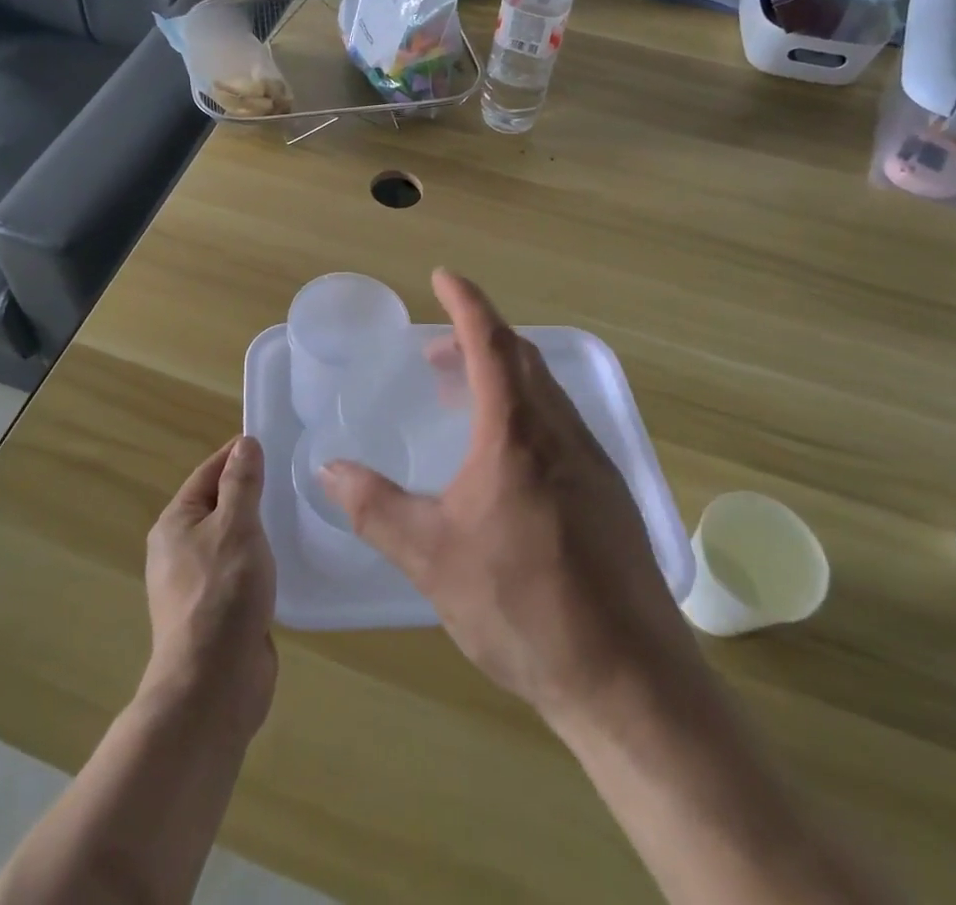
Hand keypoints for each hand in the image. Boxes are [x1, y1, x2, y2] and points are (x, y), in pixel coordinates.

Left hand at [144, 436, 277, 738]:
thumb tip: (244, 444)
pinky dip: (262, 560)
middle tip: (293, 476)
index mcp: (175, 524)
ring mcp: (197, 584)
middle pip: (219, 505)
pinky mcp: (218, 612)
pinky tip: (289, 559)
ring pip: (232, 540)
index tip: (272, 442)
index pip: (208, 473)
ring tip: (297, 513)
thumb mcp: (236, 526)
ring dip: (259, 527)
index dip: (237, 455)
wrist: (213, 685)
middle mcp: (179, 550)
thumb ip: (242, 483)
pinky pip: (241, 571)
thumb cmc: (222, 592)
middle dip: (251, 490)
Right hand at [320, 270, 702, 724]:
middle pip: (522, 358)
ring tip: (461, 398)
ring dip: (503, 376)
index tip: (444, 275)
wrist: (629, 680)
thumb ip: (374, 506)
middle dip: (478, 338)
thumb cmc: (522, 605)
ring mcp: (593, 462)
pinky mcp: (609, 495)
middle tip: (436, 350)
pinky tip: (505, 458)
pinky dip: (525, 412)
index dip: (466, 302)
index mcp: (517, 432)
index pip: (490, 342)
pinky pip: (561, 425)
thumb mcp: (430, 556)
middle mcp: (561, 432)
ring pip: (545, 392)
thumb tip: (326, 468)